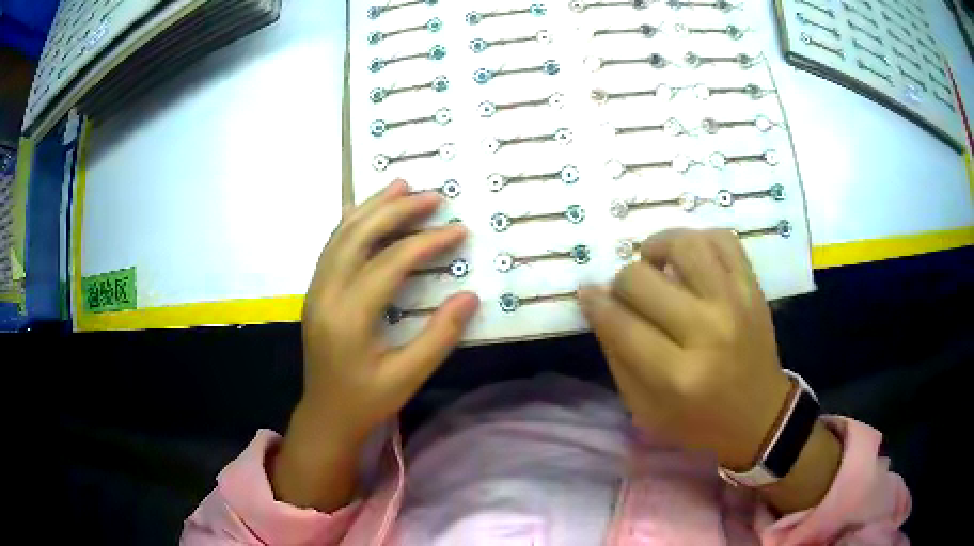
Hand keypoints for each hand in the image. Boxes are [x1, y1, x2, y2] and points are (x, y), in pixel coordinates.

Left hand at [272, 180, 478, 510]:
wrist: (325, 414)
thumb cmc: (366, 400)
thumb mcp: (408, 377)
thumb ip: (439, 336)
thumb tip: (470, 296)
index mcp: (349, 317)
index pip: (390, 264)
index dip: (426, 243)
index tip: (458, 230)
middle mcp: (326, 294)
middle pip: (359, 236)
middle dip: (396, 210)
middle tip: (431, 195)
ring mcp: (316, 290)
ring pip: (341, 236)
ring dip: (371, 208)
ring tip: (400, 185)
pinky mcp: (316, 292)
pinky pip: (332, 247)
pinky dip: (351, 223)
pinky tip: (364, 210)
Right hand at [579, 229, 791, 469]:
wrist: (759, 414)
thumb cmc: (698, 421)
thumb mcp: (644, 409)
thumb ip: (617, 356)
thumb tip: (597, 302)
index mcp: (676, 375)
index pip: (619, 322)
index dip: (594, 304)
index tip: (588, 296)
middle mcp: (707, 332)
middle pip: (642, 279)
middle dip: (621, 283)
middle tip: (627, 295)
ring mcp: (735, 303)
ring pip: (685, 245)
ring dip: (657, 247)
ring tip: (656, 264)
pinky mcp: (753, 288)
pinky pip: (723, 239)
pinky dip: (699, 240)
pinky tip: (689, 260)